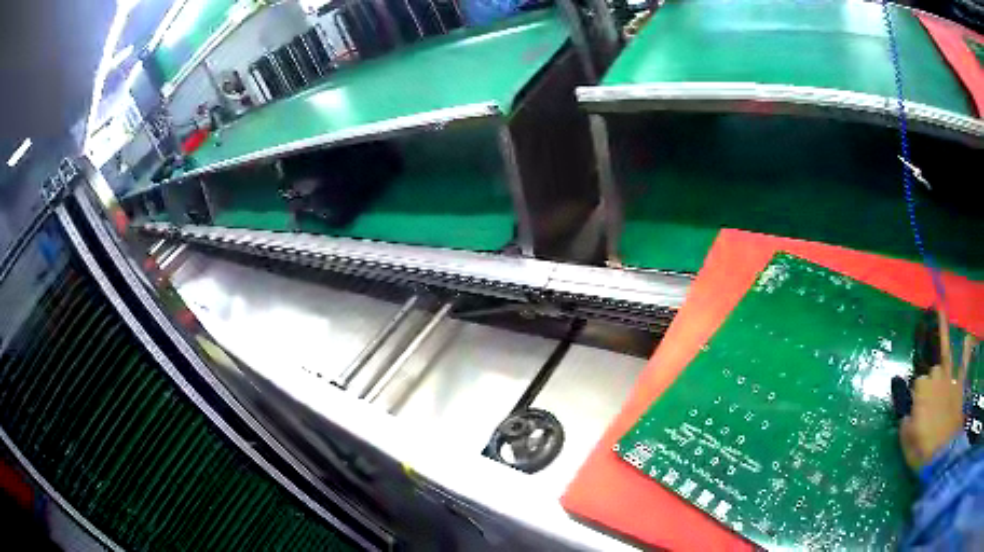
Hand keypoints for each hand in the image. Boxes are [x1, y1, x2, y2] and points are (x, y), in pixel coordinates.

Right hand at [898, 309, 971, 470]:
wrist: (942, 456)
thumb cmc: (922, 449)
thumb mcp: (906, 439)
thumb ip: (905, 418)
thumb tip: (907, 408)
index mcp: (920, 390)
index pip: (916, 385)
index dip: (915, 398)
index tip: (914, 413)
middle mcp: (935, 378)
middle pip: (930, 371)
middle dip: (928, 381)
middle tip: (927, 400)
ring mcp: (949, 380)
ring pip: (946, 354)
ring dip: (943, 332)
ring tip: (940, 309)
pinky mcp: (959, 386)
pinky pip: (964, 365)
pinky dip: (966, 352)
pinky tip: (967, 337)